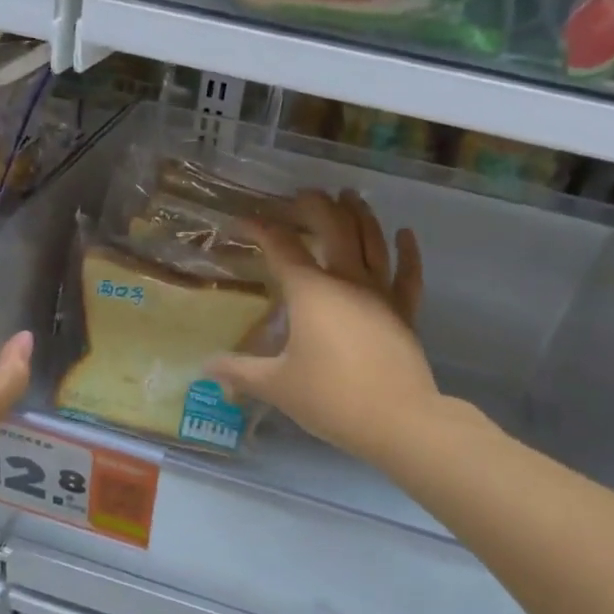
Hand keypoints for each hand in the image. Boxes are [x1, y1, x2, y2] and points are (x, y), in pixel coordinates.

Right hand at [207, 190, 435, 468]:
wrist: (396, 419)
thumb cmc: (330, 398)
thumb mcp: (276, 386)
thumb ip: (239, 372)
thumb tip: (206, 367)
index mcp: (310, 291)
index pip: (281, 247)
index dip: (261, 229)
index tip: (244, 221)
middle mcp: (347, 280)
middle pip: (333, 228)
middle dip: (316, 206)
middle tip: (303, 194)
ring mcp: (381, 292)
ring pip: (372, 240)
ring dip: (359, 214)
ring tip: (348, 196)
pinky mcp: (405, 311)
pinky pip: (407, 273)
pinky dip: (407, 251)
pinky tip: (403, 233)